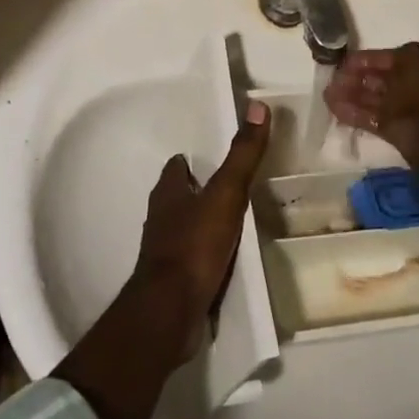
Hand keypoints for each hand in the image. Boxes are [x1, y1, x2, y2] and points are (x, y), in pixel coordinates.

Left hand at [55, 101, 270, 418]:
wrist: (169, 312)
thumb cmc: (194, 245)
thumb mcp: (225, 194)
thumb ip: (242, 154)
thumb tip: (258, 106)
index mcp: (168, 191)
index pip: (177, 167)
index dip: (193, 161)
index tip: (214, 159)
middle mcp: (160, 217)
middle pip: (178, 197)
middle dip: (198, 192)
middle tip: (229, 190)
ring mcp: (163, 252)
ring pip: (183, 228)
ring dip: (201, 224)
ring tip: (230, 224)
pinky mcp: (171, 281)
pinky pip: (190, 260)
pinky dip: (204, 256)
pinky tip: (223, 261)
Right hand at [324, 44, 418, 194]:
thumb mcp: (415, 64)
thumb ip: (390, 65)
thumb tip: (372, 69)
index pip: (394, 56)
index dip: (367, 60)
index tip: (342, 63)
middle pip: (386, 78)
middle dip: (357, 79)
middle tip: (331, 80)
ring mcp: (417, 112)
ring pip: (379, 100)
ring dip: (353, 97)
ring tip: (328, 97)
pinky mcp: (407, 137)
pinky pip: (378, 120)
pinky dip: (358, 115)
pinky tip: (337, 110)